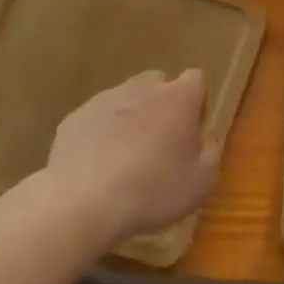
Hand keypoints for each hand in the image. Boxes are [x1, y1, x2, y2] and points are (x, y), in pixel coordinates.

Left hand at [45, 70, 218, 243]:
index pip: (197, 79)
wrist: (82, 203)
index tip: (193, 133)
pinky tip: (98, 167)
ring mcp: (104, 100)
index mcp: (178, 98)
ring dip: (130, 119)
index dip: (197, 103)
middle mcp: (142, 88)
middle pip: (158, 84)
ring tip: (126, 159)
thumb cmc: (153, 190)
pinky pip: (96, 120)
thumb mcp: (202, 180)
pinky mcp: (74, 118)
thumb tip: (204, 137)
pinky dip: (100, 134)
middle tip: (161, 144)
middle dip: (162, 106)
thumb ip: (210, 150)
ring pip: (125, 99)